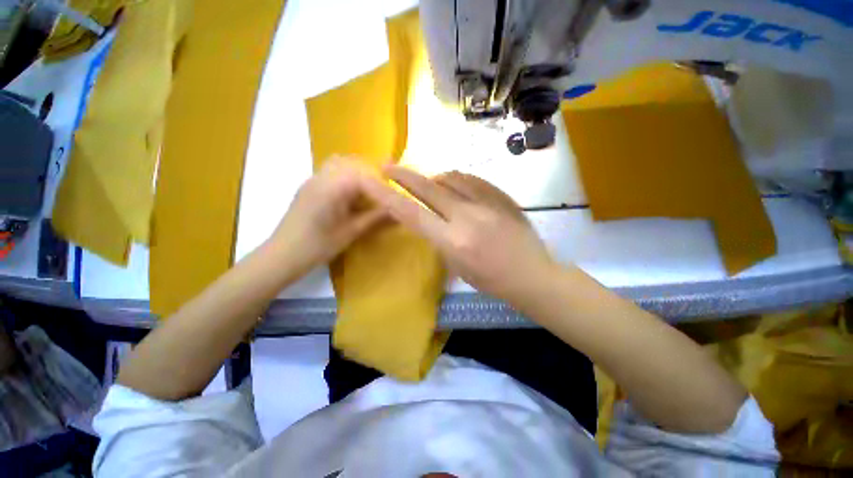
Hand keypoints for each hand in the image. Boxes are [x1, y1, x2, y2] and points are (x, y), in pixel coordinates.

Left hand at [268, 156, 385, 274]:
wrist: (282, 255)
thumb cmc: (318, 246)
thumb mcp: (352, 231)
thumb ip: (376, 217)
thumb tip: (399, 210)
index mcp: (333, 187)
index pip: (365, 174)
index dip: (383, 182)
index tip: (396, 193)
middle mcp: (322, 176)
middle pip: (352, 162)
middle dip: (372, 172)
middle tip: (386, 188)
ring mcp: (313, 179)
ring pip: (340, 163)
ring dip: (358, 172)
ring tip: (371, 189)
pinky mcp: (309, 186)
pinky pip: (331, 171)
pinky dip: (346, 176)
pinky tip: (352, 193)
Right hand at [362, 166, 557, 305]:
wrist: (531, 275)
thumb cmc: (491, 280)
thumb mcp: (456, 266)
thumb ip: (439, 238)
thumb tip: (429, 216)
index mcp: (453, 241)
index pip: (412, 214)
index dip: (387, 196)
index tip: (372, 181)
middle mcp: (467, 217)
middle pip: (429, 187)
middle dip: (405, 175)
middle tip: (389, 167)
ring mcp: (487, 203)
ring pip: (451, 178)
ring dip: (433, 178)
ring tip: (428, 182)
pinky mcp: (501, 197)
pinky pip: (472, 179)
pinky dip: (457, 179)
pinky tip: (453, 182)